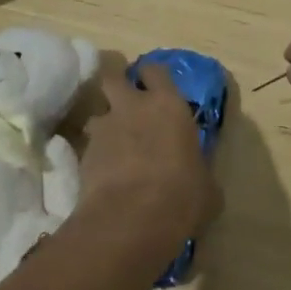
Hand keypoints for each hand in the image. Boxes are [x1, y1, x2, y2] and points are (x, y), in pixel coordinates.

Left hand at [77, 62, 221, 267]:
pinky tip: (103, 176)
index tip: (152, 86)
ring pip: (97, 113)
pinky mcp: (84, 154)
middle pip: (114, 77)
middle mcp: (133, 106)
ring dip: (103, 125)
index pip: (155, 70)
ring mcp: (105, 128)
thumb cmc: (182, 196)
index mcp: (168, 105)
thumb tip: (199, 179)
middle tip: (124, 103)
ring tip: (111, 145)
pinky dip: (94, 157)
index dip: (151, 76)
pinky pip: (88, 147)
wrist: (133, 219)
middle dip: (117, 86)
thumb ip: (198, 171)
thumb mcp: (206, 186)